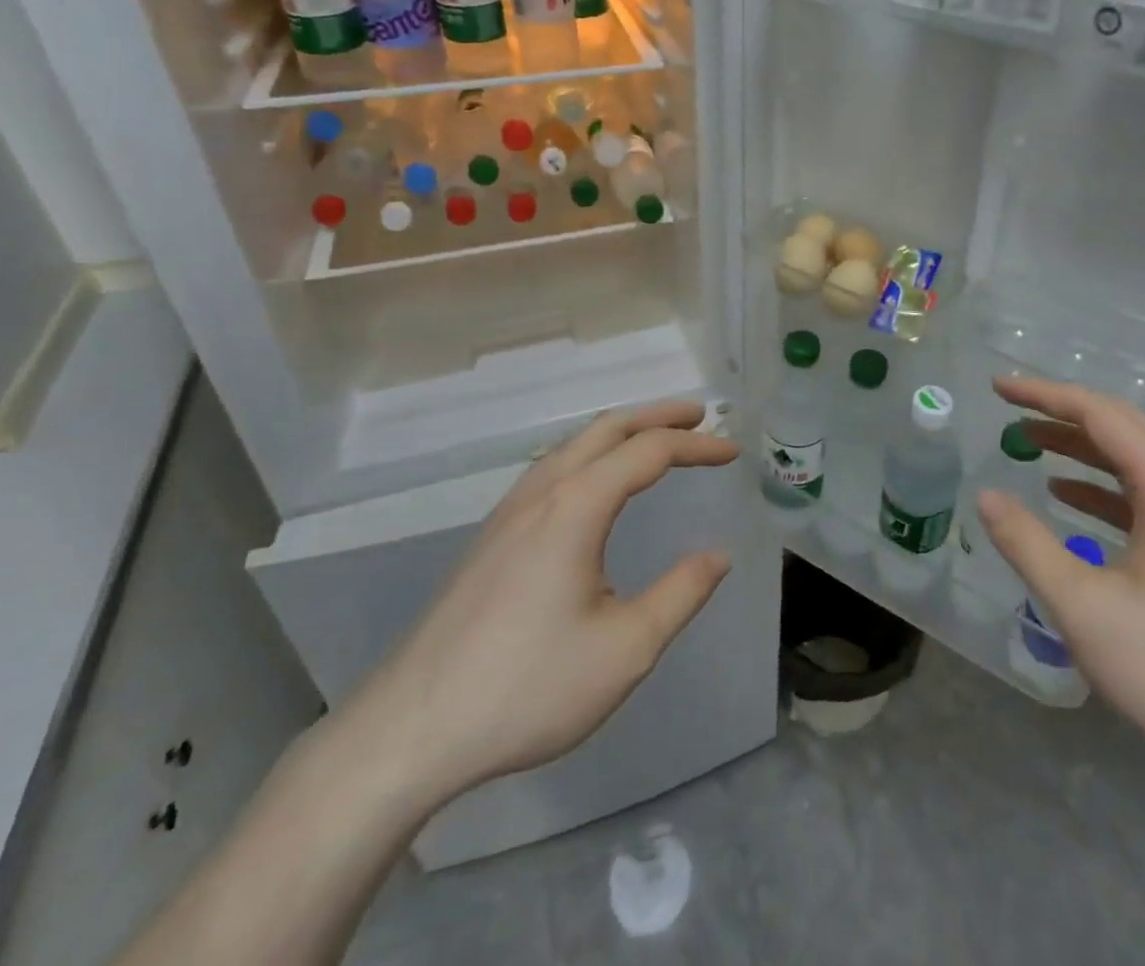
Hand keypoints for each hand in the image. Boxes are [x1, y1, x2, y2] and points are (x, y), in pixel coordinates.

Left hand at [344, 400, 736, 816]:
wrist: (411, 729)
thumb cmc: (527, 688)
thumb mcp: (624, 649)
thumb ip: (680, 594)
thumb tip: (718, 554)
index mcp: (576, 507)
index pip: (648, 451)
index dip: (696, 445)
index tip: (733, 452)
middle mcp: (541, 493)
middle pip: (607, 429)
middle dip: (658, 416)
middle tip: (700, 415)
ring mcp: (508, 513)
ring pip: (573, 445)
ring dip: (621, 432)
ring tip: (654, 440)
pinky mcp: (490, 537)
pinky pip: (551, 469)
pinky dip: (590, 454)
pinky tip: (594, 485)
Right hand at [978, 375, 1144, 798]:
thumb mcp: (1083, 608)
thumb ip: (1028, 545)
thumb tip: (986, 495)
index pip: (1101, 415)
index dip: (1045, 395)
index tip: (998, 388)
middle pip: (1122, 427)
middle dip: (1061, 411)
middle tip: (1009, 407)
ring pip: (1132, 461)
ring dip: (1079, 446)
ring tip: (1028, 441)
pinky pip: (1141, 496)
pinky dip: (1098, 485)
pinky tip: (1066, 497)